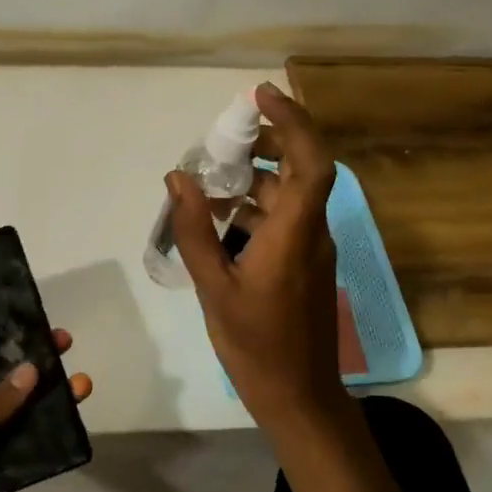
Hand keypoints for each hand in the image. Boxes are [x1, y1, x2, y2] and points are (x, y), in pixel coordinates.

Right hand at [167, 82, 351, 429]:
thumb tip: (179, 178)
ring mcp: (312, 249)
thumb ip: (195, 230)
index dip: (292, 121)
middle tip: (224, 138)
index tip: (260, 96)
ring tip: (209, 179)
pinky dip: (255, 208)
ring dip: (254, 178)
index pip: (310, 160)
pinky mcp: (305, 265)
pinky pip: (284, 219)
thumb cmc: (256, 344)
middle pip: (300, 169)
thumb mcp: (214, 287)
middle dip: (266, 142)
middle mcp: (312, 232)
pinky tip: (220, 220)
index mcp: (295, 233)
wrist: (297, 395)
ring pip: (289, 195)